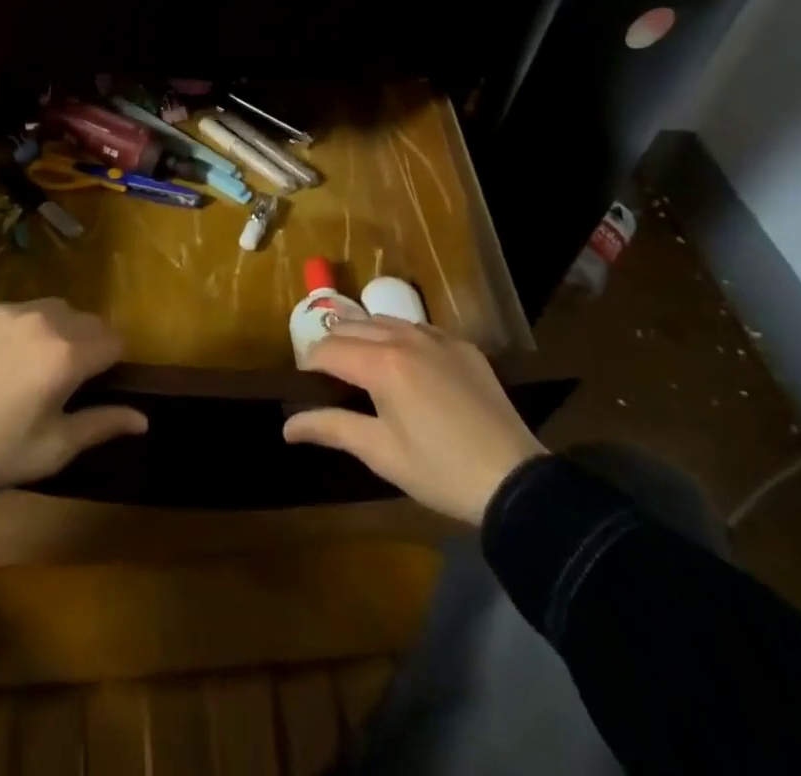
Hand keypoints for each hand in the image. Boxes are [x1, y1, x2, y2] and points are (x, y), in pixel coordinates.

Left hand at [0, 300, 147, 492]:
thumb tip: (144, 419)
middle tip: (66, 379)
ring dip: (58, 329)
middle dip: (88, 343)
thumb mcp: (54, 448)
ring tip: (35, 362)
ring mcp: (12, 310)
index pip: (114, 341)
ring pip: (55, 309)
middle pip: (88, 320)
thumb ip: (102, 424)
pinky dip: (24, 326)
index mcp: (69, 355)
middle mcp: (47, 321)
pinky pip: (20, 309)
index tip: (96, 384)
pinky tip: (4, 356)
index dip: (112, 363)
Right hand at [283, 318, 545, 523]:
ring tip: (360, 364)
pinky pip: (418, 328)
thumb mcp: (380, 453)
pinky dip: (399, 337)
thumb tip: (287, 425)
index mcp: (381, 364)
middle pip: (352, 326)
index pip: (328, 349)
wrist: (514, 479)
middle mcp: (405, 338)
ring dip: (364, 336)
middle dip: (332, 345)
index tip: (304, 383)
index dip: (309, 364)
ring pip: (384, 321)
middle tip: (328, 376)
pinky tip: (404, 363)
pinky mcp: (462, 345)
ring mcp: (437, 337)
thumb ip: (331, 428)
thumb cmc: (439, 471)